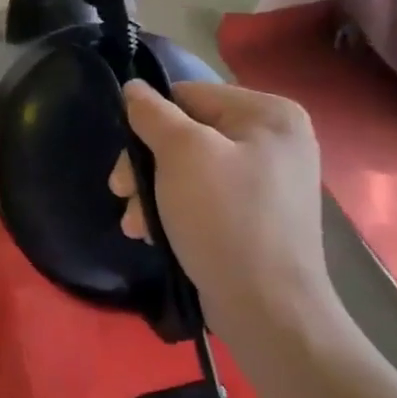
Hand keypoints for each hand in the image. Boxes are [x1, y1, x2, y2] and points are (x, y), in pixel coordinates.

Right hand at [109, 80, 338, 353]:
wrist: (268, 310)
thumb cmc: (224, 218)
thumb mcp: (181, 154)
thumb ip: (153, 113)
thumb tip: (133, 87)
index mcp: (269, 113)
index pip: (188, 95)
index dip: (150, 123)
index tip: (125, 163)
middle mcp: (276, 139)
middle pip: (187, 134)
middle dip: (148, 166)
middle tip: (120, 194)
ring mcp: (270, 179)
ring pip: (190, 167)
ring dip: (154, 192)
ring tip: (135, 225)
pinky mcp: (259, 214)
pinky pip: (206, 195)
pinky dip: (176, 210)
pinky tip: (156, 234)